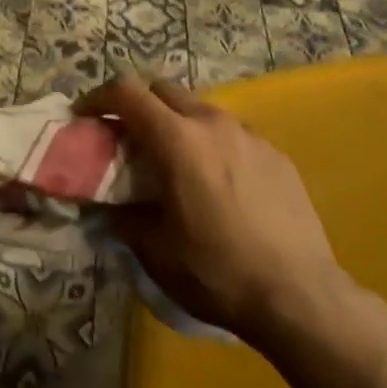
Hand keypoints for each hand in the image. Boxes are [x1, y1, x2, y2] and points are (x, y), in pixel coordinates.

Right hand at [81, 75, 351, 351]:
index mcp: (177, 139)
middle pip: (163, 90)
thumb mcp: (156, 250)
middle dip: (139, 105)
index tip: (85, 116)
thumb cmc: (218, 271)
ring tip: (175, 163)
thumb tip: (105, 207)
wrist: (301, 297)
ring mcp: (249, 135)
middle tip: (128, 138)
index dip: (99, 97)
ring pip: (200, 110)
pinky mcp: (276, 154)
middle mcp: (212, 123)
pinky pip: (232, 134)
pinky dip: (212, 144)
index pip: (127, 92)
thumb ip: (123, 217)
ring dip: (177, 123)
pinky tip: (219, 184)